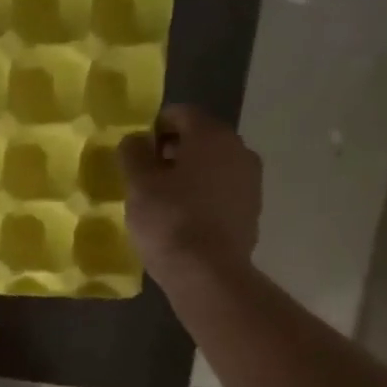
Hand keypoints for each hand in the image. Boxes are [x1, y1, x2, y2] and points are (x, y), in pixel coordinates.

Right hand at [118, 105, 262, 282]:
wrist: (208, 273)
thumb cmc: (169, 220)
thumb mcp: (138, 184)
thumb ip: (134, 153)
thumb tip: (136, 139)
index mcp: (211, 135)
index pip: (180, 113)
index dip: (154, 128)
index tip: (136, 153)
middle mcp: (238, 149)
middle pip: (200, 138)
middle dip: (172, 150)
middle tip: (146, 176)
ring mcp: (250, 180)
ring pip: (213, 165)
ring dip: (189, 174)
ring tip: (164, 200)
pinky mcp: (252, 209)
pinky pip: (222, 190)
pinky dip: (203, 195)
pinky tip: (184, 218)